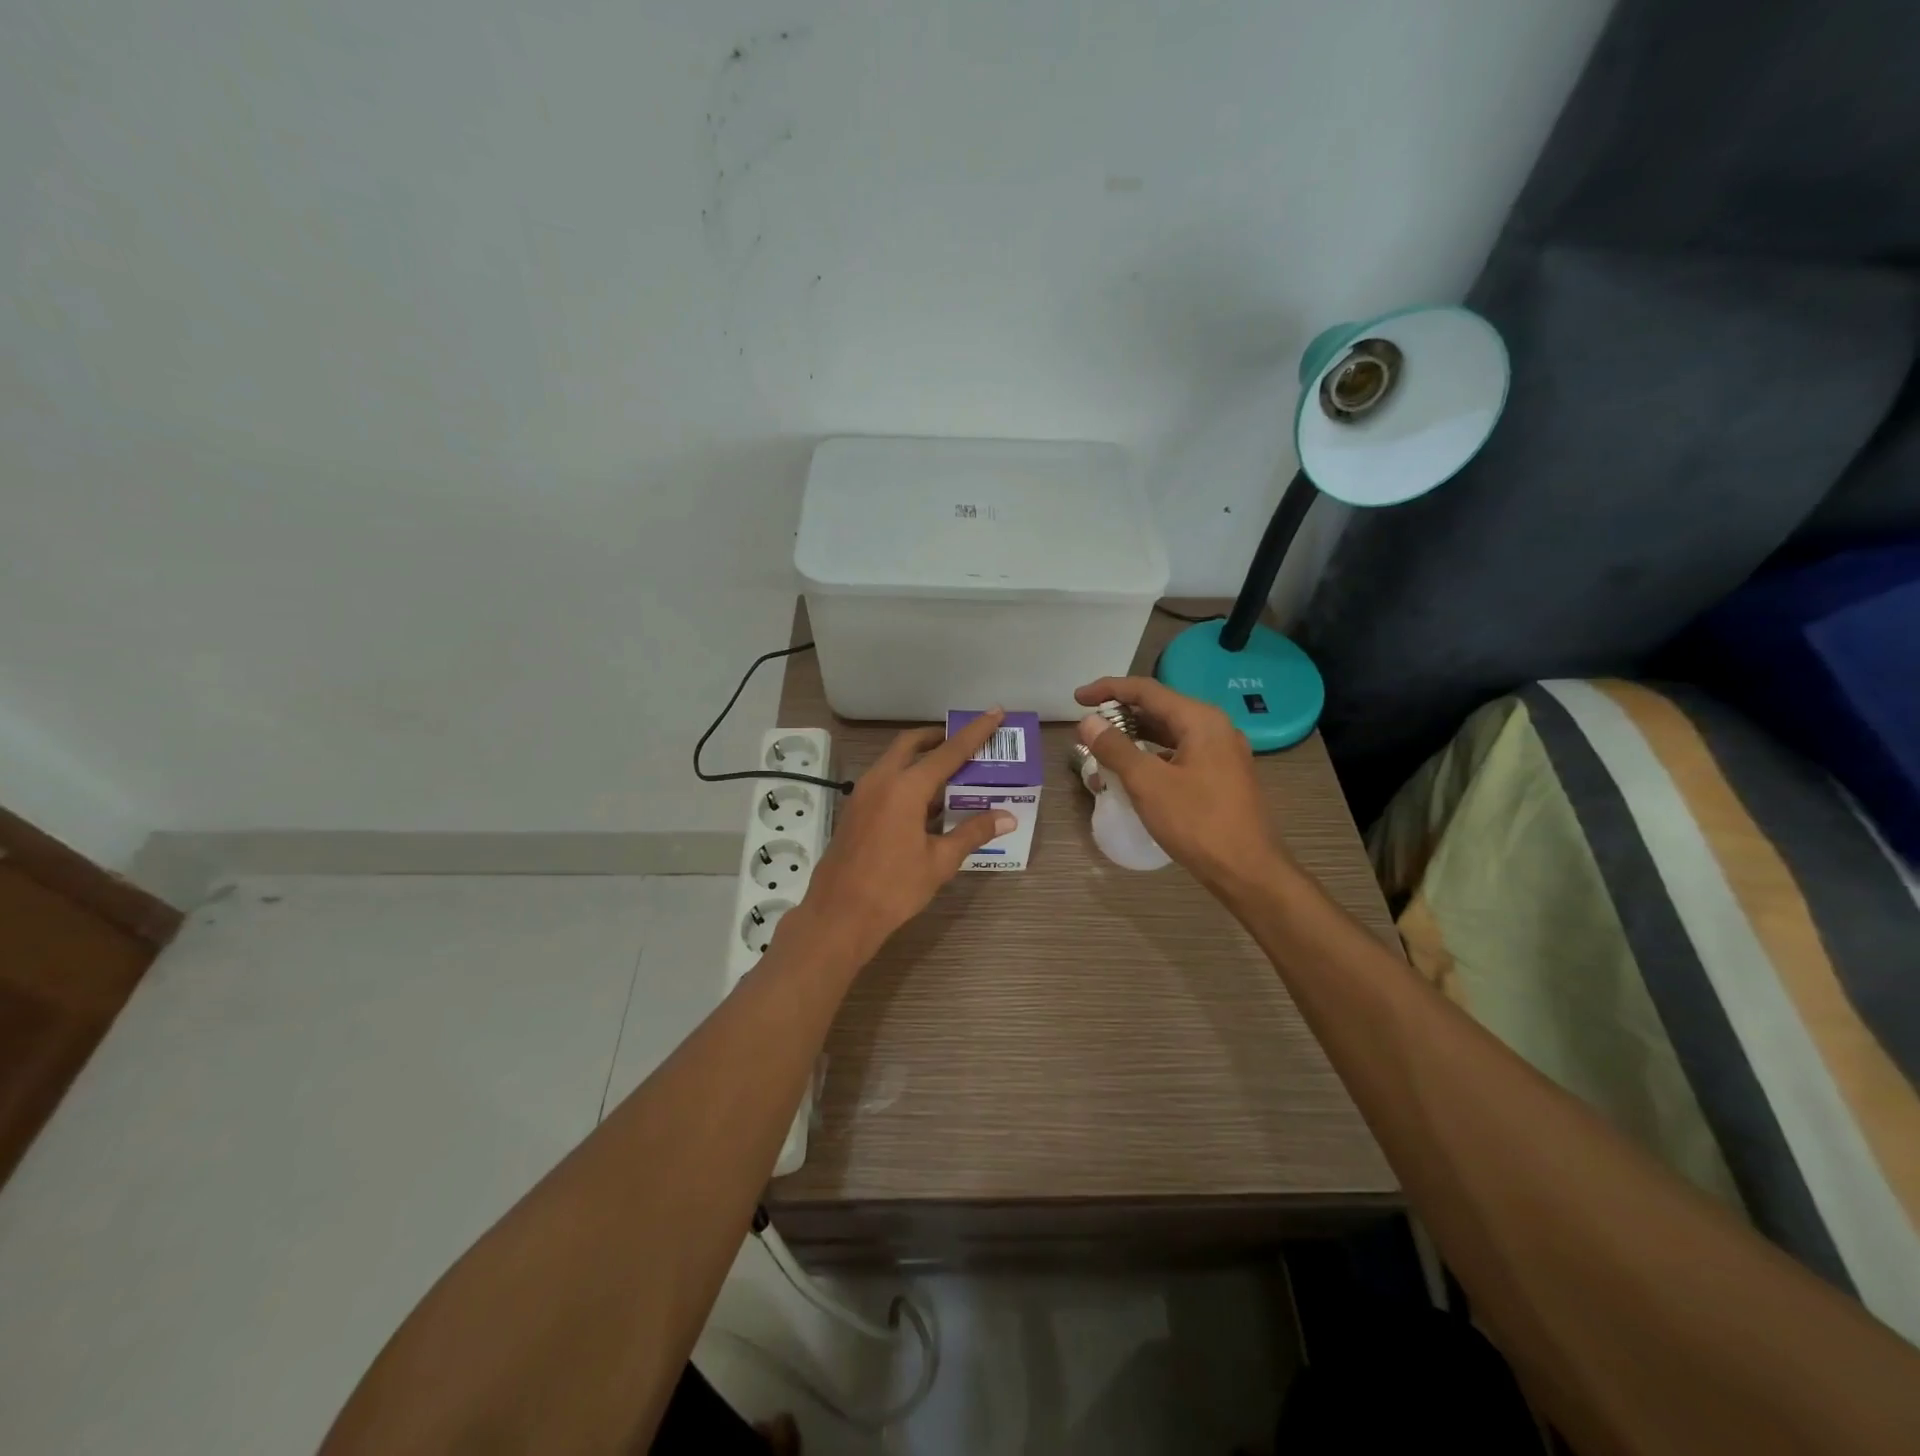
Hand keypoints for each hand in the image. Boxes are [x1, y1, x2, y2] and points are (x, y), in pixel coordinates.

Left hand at [786, 709, 1016, 963]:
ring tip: (952, 773)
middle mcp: (881, 780)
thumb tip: (1007, 817)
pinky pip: (886, 780)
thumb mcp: (940, 861)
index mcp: (906, 787)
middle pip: (912, 744)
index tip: (994, 713)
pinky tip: (927, 803)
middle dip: (939, 738)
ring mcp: (863, 794)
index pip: (949, 751)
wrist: (839, 915)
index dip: (974, 733)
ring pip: (896, 761)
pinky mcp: (855, 809)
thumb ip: (972, 833)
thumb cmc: (894, 888)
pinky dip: (908, 778)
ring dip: (922, 759)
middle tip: (966, 743)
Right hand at [1074, 677, 1288, 898]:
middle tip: (1088, 726)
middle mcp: (1215, 729)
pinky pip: (1179, 754)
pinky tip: (1133, 773)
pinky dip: (1152, 756)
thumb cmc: (1198, 823)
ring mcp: (1222, 754)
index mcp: (1201, 720)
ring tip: (1103, 748)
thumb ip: (1115, 748)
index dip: (1108, 689)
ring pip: (1170, 733)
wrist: (1249, 871)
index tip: (1078, 698)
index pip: (1147, 690)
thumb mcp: (1148, 784)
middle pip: (1160, 709)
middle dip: (1121, 714)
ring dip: (1135, 737)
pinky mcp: (1221, 777)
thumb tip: (1089, 722)